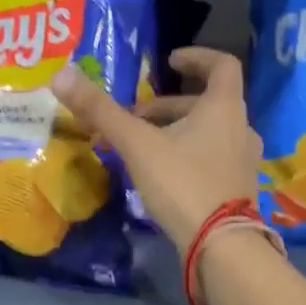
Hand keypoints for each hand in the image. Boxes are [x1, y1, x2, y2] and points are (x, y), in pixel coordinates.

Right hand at [51, 47, 262, 251]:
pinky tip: (160, 176)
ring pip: (208, 134)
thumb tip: (61, 74)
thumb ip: (101, 111)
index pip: (222, 65)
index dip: (196, 57)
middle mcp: (241, 129)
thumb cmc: (183, 184)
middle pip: (205, 104)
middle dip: (167, 107)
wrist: (221, 247)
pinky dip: (186, 156)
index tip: (169, 61)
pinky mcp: (237, 189)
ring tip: (139, 149)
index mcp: (225, 107)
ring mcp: (243, 162)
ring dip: (175, 132)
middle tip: (132, 118)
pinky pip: (211, 159)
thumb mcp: (137, 145)